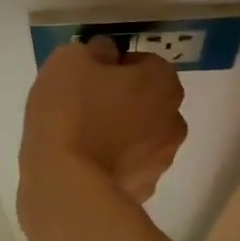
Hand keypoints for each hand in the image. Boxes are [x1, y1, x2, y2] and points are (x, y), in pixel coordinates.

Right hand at [19, 37, 187, 205]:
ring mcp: (162, 160)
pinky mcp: (144, 191)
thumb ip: (95, 50)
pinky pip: (128, 165)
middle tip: (85, 103)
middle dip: (124, 99)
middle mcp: (173, 119)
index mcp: (162, 82)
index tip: (89, 75)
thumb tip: (107, 53)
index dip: (116, 65)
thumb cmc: (70, 111)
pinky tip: (84, 163)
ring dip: (120, 132)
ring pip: (140, 134)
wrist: (66, 185)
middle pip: (148, 100)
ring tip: (81, 137)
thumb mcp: (70, 60)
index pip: (145, 62)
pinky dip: (112, 162)